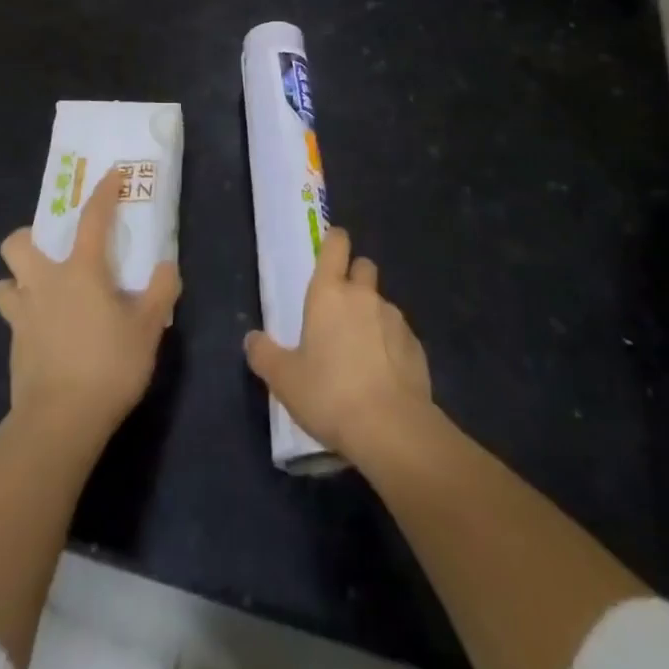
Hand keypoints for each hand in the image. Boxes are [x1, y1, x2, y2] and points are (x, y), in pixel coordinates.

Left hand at [0, 167, 180, 440]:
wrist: (58, 423)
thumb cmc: (108, 366)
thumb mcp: (148, 328)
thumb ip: (161, 291)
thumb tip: (166, 266)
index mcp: (81, 270)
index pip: (92, 219)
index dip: (103, 193)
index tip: (112, 175)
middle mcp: (44, 283)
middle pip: (17, 243)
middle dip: (29, 237)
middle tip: (54, 250)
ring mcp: (22, 315)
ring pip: (4, 282)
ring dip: (19, 280)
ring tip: (42, 291)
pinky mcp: (13, 346)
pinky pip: (11, 317)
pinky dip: (24, 315)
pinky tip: (44, 330)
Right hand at [243, 227, 432, 458]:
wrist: (392, 428)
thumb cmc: (330, 394)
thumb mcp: (285, 380)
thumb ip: (265, 355)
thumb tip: (252, 339)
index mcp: (329, 294)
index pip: (336, 244)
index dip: (334, 241)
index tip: (330, 250)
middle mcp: (363, 296)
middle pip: (363, 267)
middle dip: (354, 277)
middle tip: (340, 309)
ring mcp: (394, 318)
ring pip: (381, 303)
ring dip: (371, 316)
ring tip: (360, 353)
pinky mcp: (416, 345)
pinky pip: (398, 334)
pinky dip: (390, 345)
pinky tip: (382, 376)